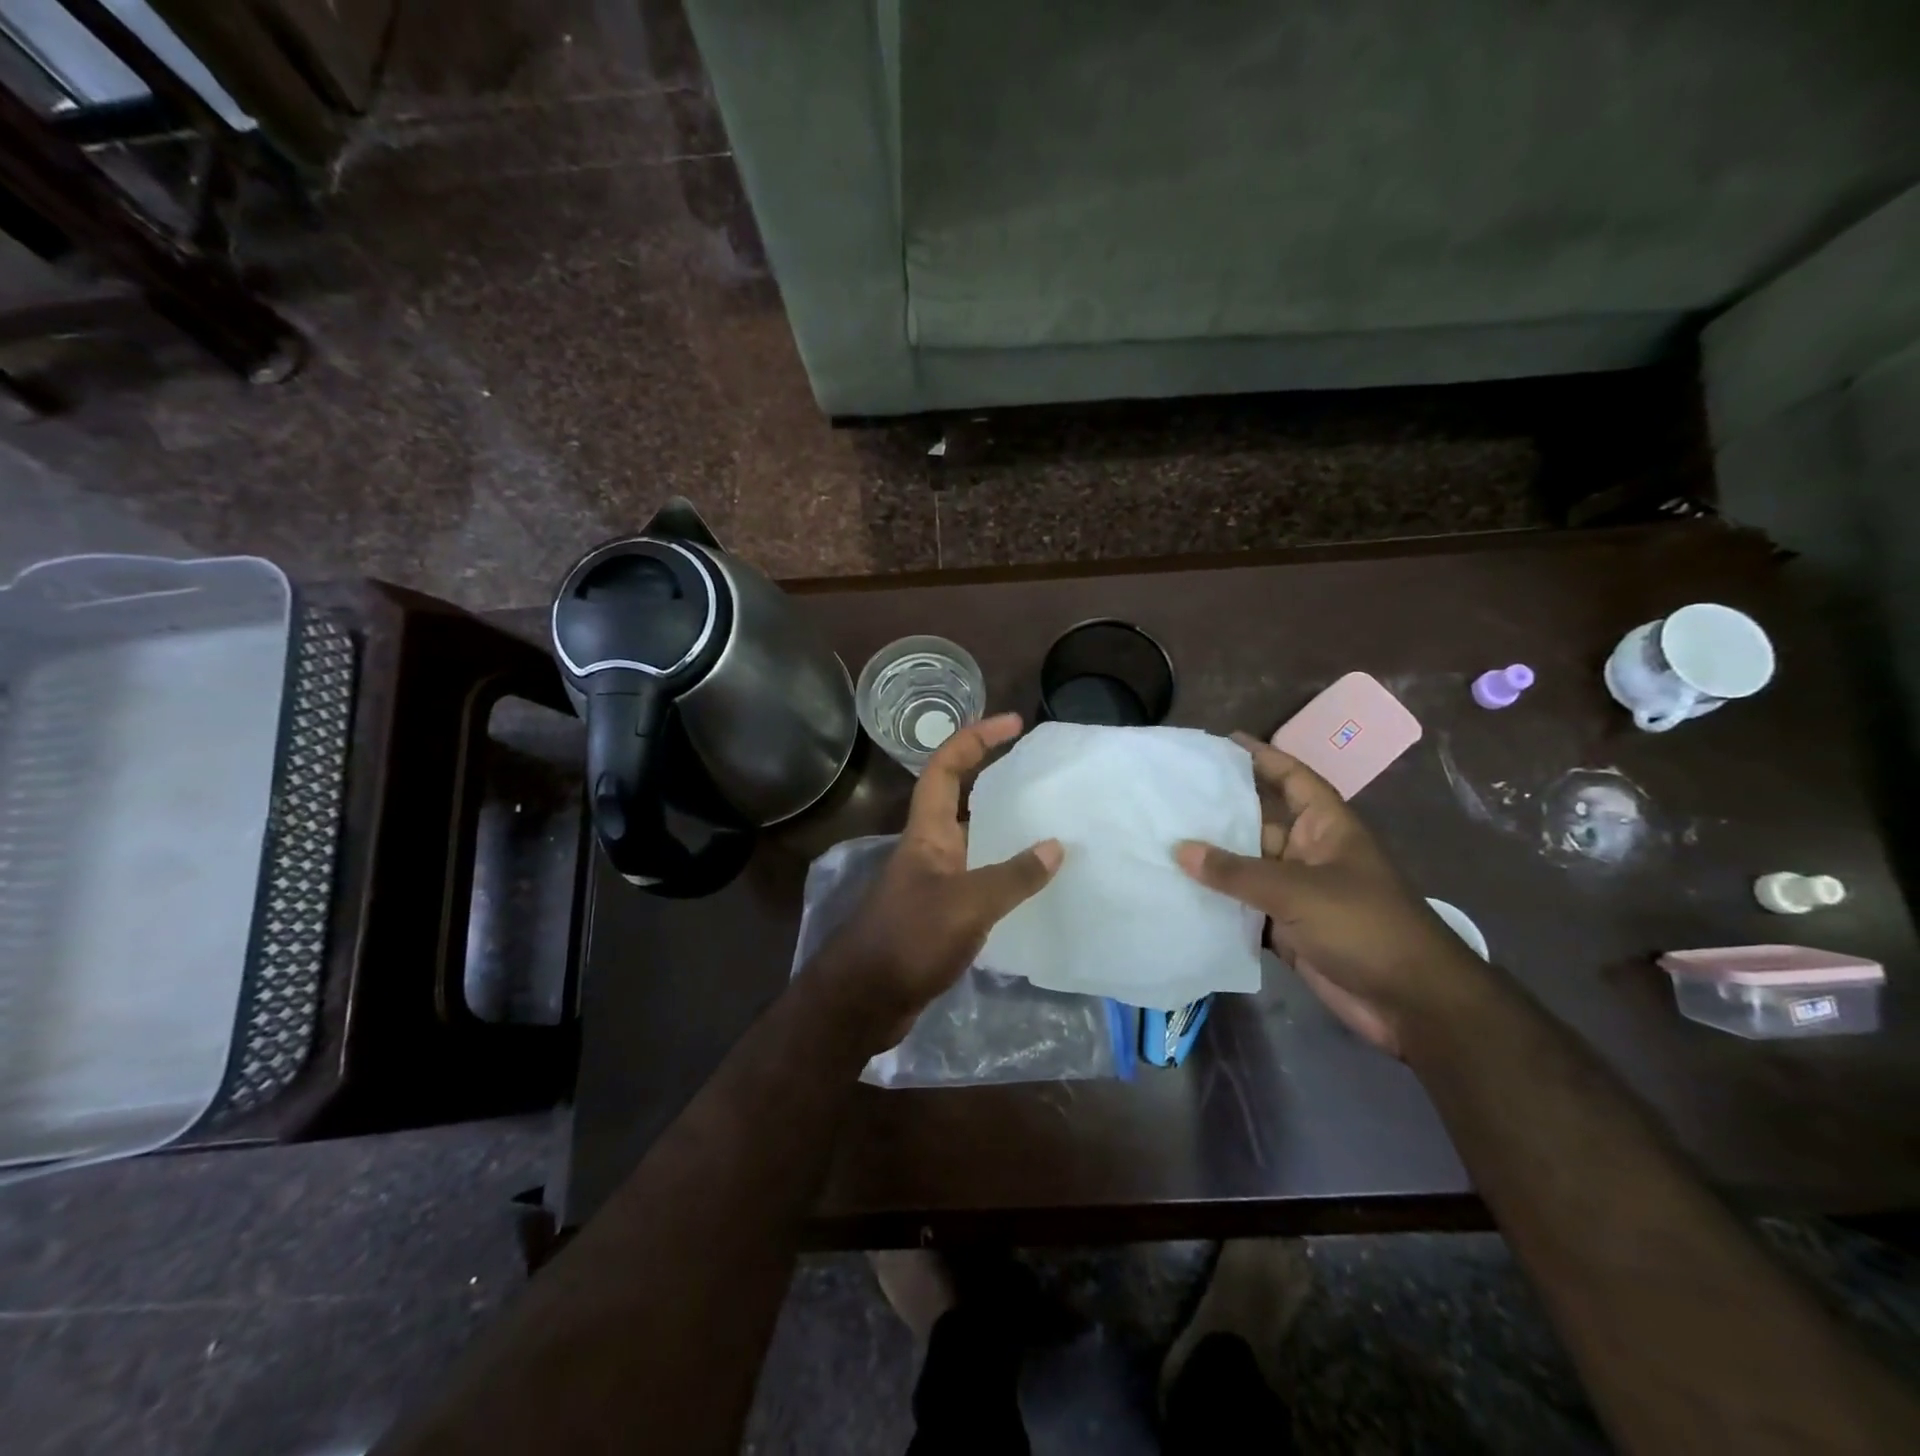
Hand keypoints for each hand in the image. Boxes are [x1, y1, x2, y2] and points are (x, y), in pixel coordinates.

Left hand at [816, 712, 1061, 1052]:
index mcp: (927, 832)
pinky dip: (1007, 876)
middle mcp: (930, 848)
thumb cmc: (909, 940)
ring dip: (1006, 830)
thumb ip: (1012, 876)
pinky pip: (981, 881)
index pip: (945, 767)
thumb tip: (1056, 846)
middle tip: (1043, 774)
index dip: (975, 738)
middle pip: (962, 798)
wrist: (865, 1001)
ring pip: (975, 842)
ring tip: (1052, 823)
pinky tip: (1038, 885)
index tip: (1014, 724)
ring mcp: (936, 882)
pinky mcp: (943, 914)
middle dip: (997, 778)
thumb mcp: (967, 904)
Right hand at [1175, 732, 1485, 1056]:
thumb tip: (1180, 849)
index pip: (1293, 779)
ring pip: (1248, 869)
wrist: (1412, 1003)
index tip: (1224, 742)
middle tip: (1171, 798)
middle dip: (1221, 812)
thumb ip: (1237, 871)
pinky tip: (1179, 896)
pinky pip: (1245, 909)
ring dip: (1213, 863)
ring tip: (1162, 843)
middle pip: (1260, 823)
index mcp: (1327, 828)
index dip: (1264, 757)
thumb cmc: (1364, 926)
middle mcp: (1310, 854)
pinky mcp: (1288, 930)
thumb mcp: (1298, 891)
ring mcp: (1299, 894)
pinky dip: (1218, 905)